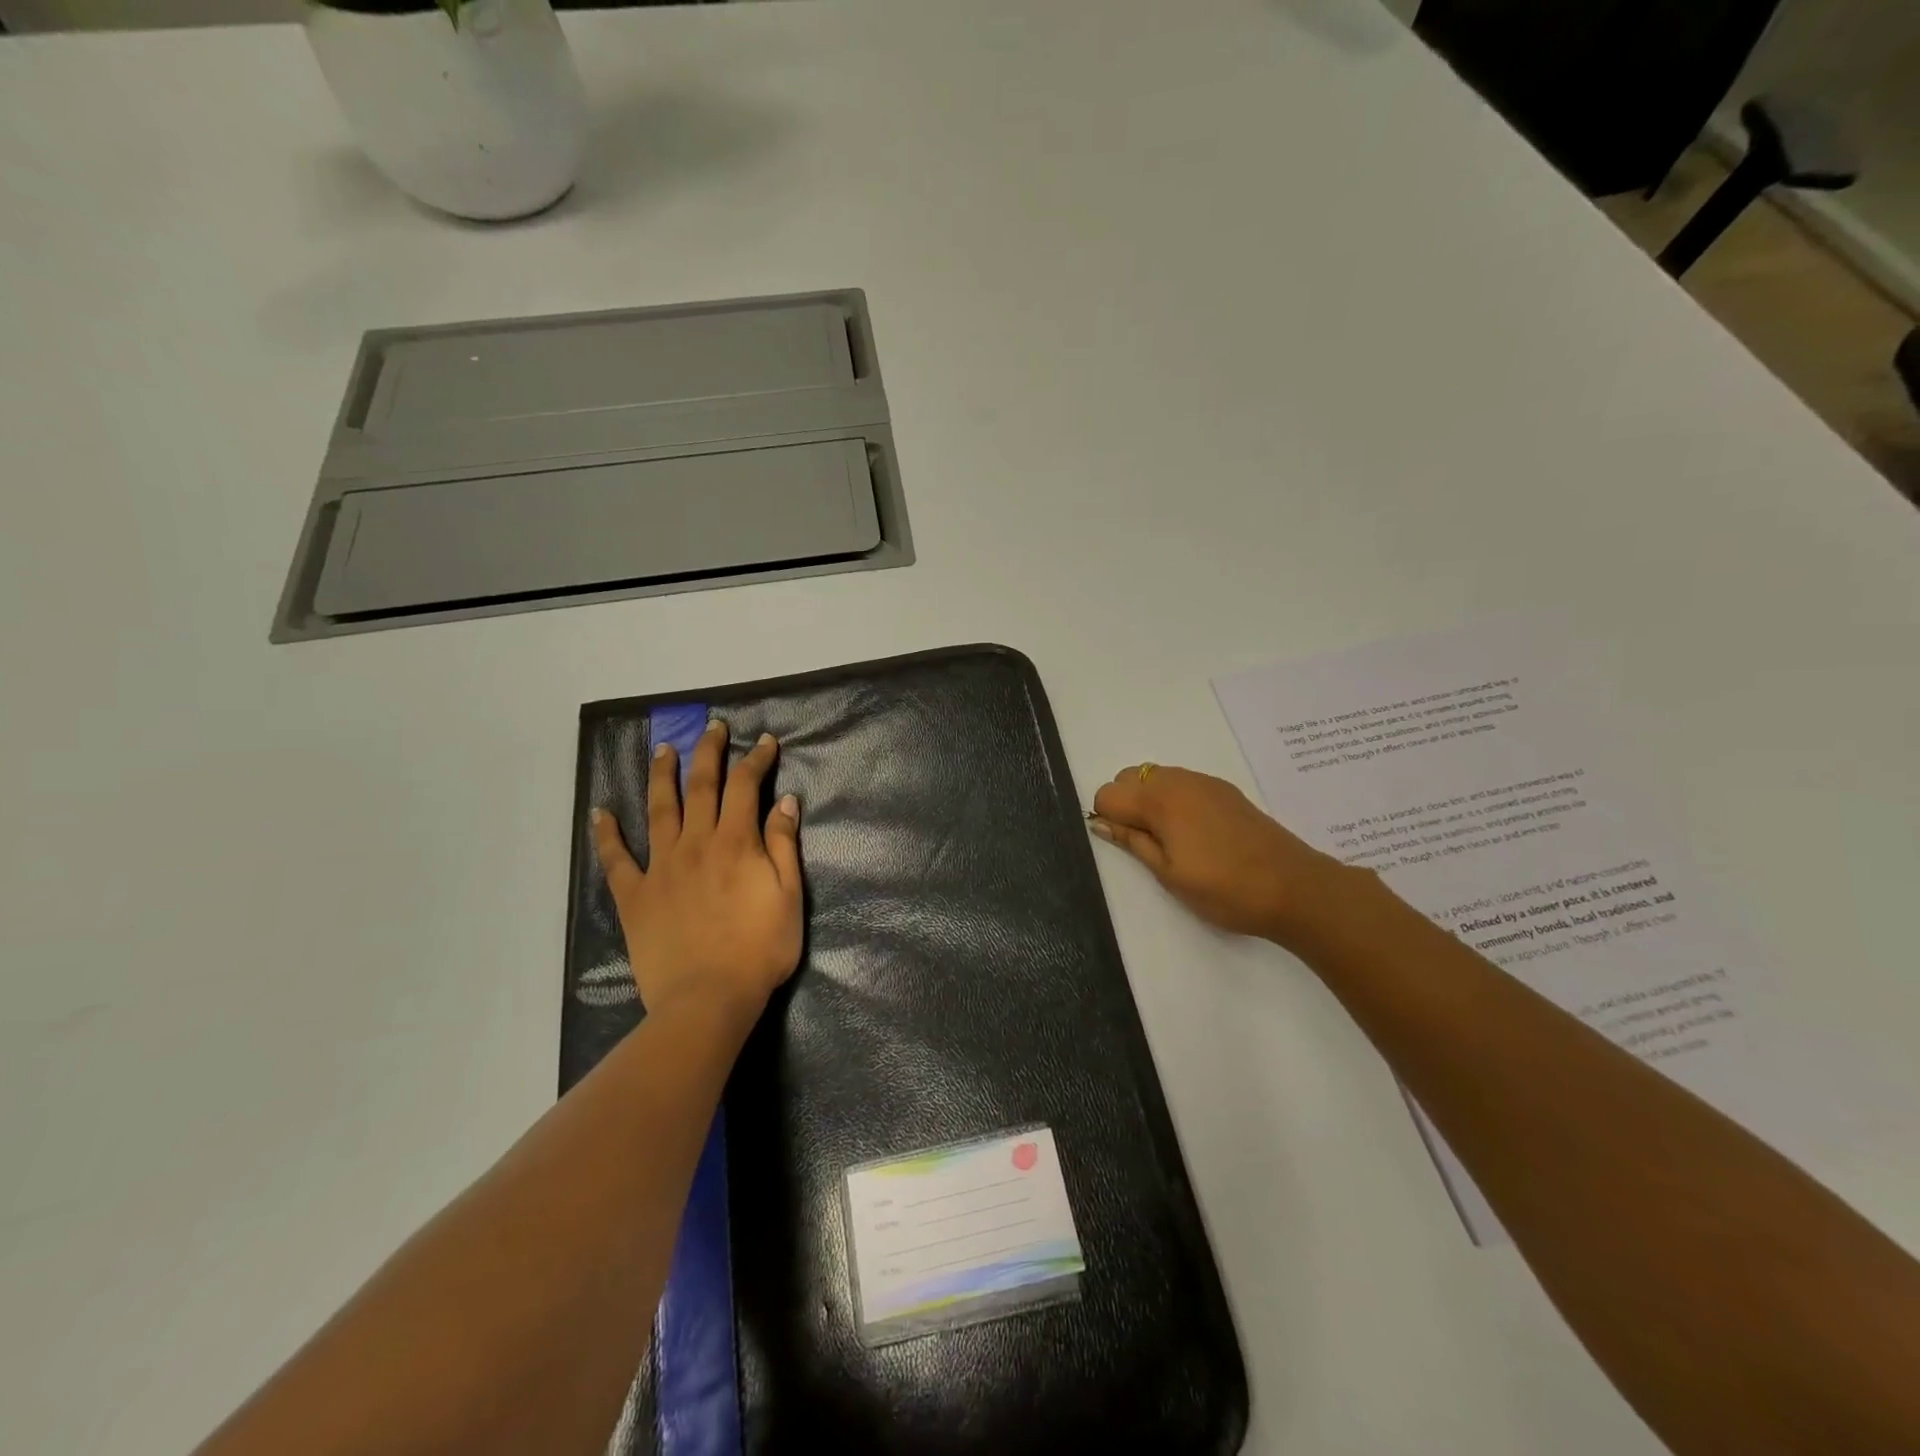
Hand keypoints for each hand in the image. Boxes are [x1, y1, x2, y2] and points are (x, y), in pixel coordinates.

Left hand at [592, 720, 803, 1022]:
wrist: (708, 1000)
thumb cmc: (759, 950)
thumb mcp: (789, 896)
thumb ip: (784, 845)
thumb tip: (786, 800)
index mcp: (736, 842)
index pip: (746, 786)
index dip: (756, 759)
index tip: (764, 741)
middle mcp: (696, 843)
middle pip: (701, 786)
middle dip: (709, 752)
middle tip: (712, 727)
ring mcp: (661, 867)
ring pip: (659, 809)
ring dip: (661, 775)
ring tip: (662, 749)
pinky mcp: (635, 895)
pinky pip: (616, 859)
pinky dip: (607, 833)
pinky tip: (601, 812)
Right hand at [1090, 764, 1350, 945]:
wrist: (1294, 887)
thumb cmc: (1224, 889)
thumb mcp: (1169, 874)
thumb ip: (1131, 842)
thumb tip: (1098, 822)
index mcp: (1160, 801)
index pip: (1108, 793)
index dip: (1107, 818)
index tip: (1125, 845)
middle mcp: (1178, 780)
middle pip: (1130, 777)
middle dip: (1125, 804)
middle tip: (1145, 844)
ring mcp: (1205, 782)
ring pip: (1156, 777)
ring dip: (1149, 800)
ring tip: (1170, 840)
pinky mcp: (1225, 790)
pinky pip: (1182, 782)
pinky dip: (1173, 799)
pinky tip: (1195, 833)